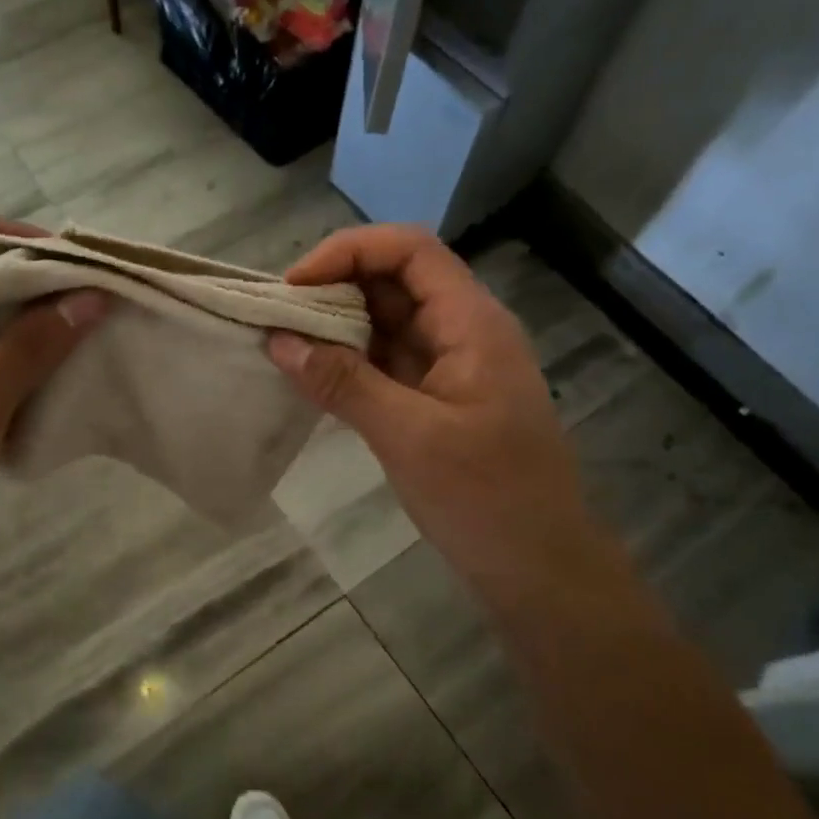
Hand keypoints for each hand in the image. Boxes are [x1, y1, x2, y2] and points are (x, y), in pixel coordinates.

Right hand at [267, 225, 598, 606]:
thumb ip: (343, 383)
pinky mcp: (436, 399)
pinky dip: (349, 361)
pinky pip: (386, 361)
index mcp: (471, 323)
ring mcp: (450, 366)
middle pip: (395, 280)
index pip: (410, 250)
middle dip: (335, 287)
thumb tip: (278, 341)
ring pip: (387, 321)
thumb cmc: (487, 498)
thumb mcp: (409, 437)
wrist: (540, 568)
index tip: (295, 286)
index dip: (349, 251)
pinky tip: (311, 375)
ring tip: (283, 341)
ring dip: (337, 325)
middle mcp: (462, 331)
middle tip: (278, 316)